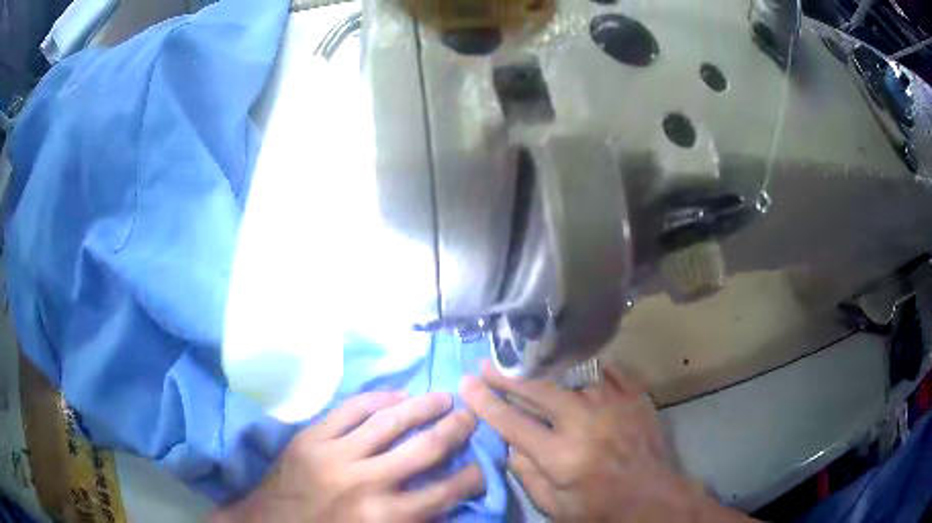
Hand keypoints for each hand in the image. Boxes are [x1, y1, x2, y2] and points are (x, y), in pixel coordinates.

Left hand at [211, 391, 483, 522]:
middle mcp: (366, 484)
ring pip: (390, 421)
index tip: (482, 466)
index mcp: (385, 518)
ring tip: (444, 396)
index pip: (445, 492)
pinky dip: (378, 398)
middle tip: (471, 417)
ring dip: (423, 406)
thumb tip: (448, 504)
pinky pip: (350, 409)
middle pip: (425, 449)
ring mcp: (335, 455)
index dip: (472, 476)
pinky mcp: (311, 437)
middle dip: (456, 430)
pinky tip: (397, 394)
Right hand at [461, 363, 752, 522]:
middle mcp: (585, 423)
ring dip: (552, 381)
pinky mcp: (636, 398)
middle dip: (509, 377)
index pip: (513, 423)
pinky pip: (611, 373)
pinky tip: (585, 372)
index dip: (486, 402)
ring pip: (573, 381)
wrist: (654, 499)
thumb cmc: (601, 508)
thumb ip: (528, 475)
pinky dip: (595, 371)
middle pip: (539, 391)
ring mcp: (614, 405)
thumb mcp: (555, 507)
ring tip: (537, 378)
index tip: (467, 384)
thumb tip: (511, 444)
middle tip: (488, 365)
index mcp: (561, 456)